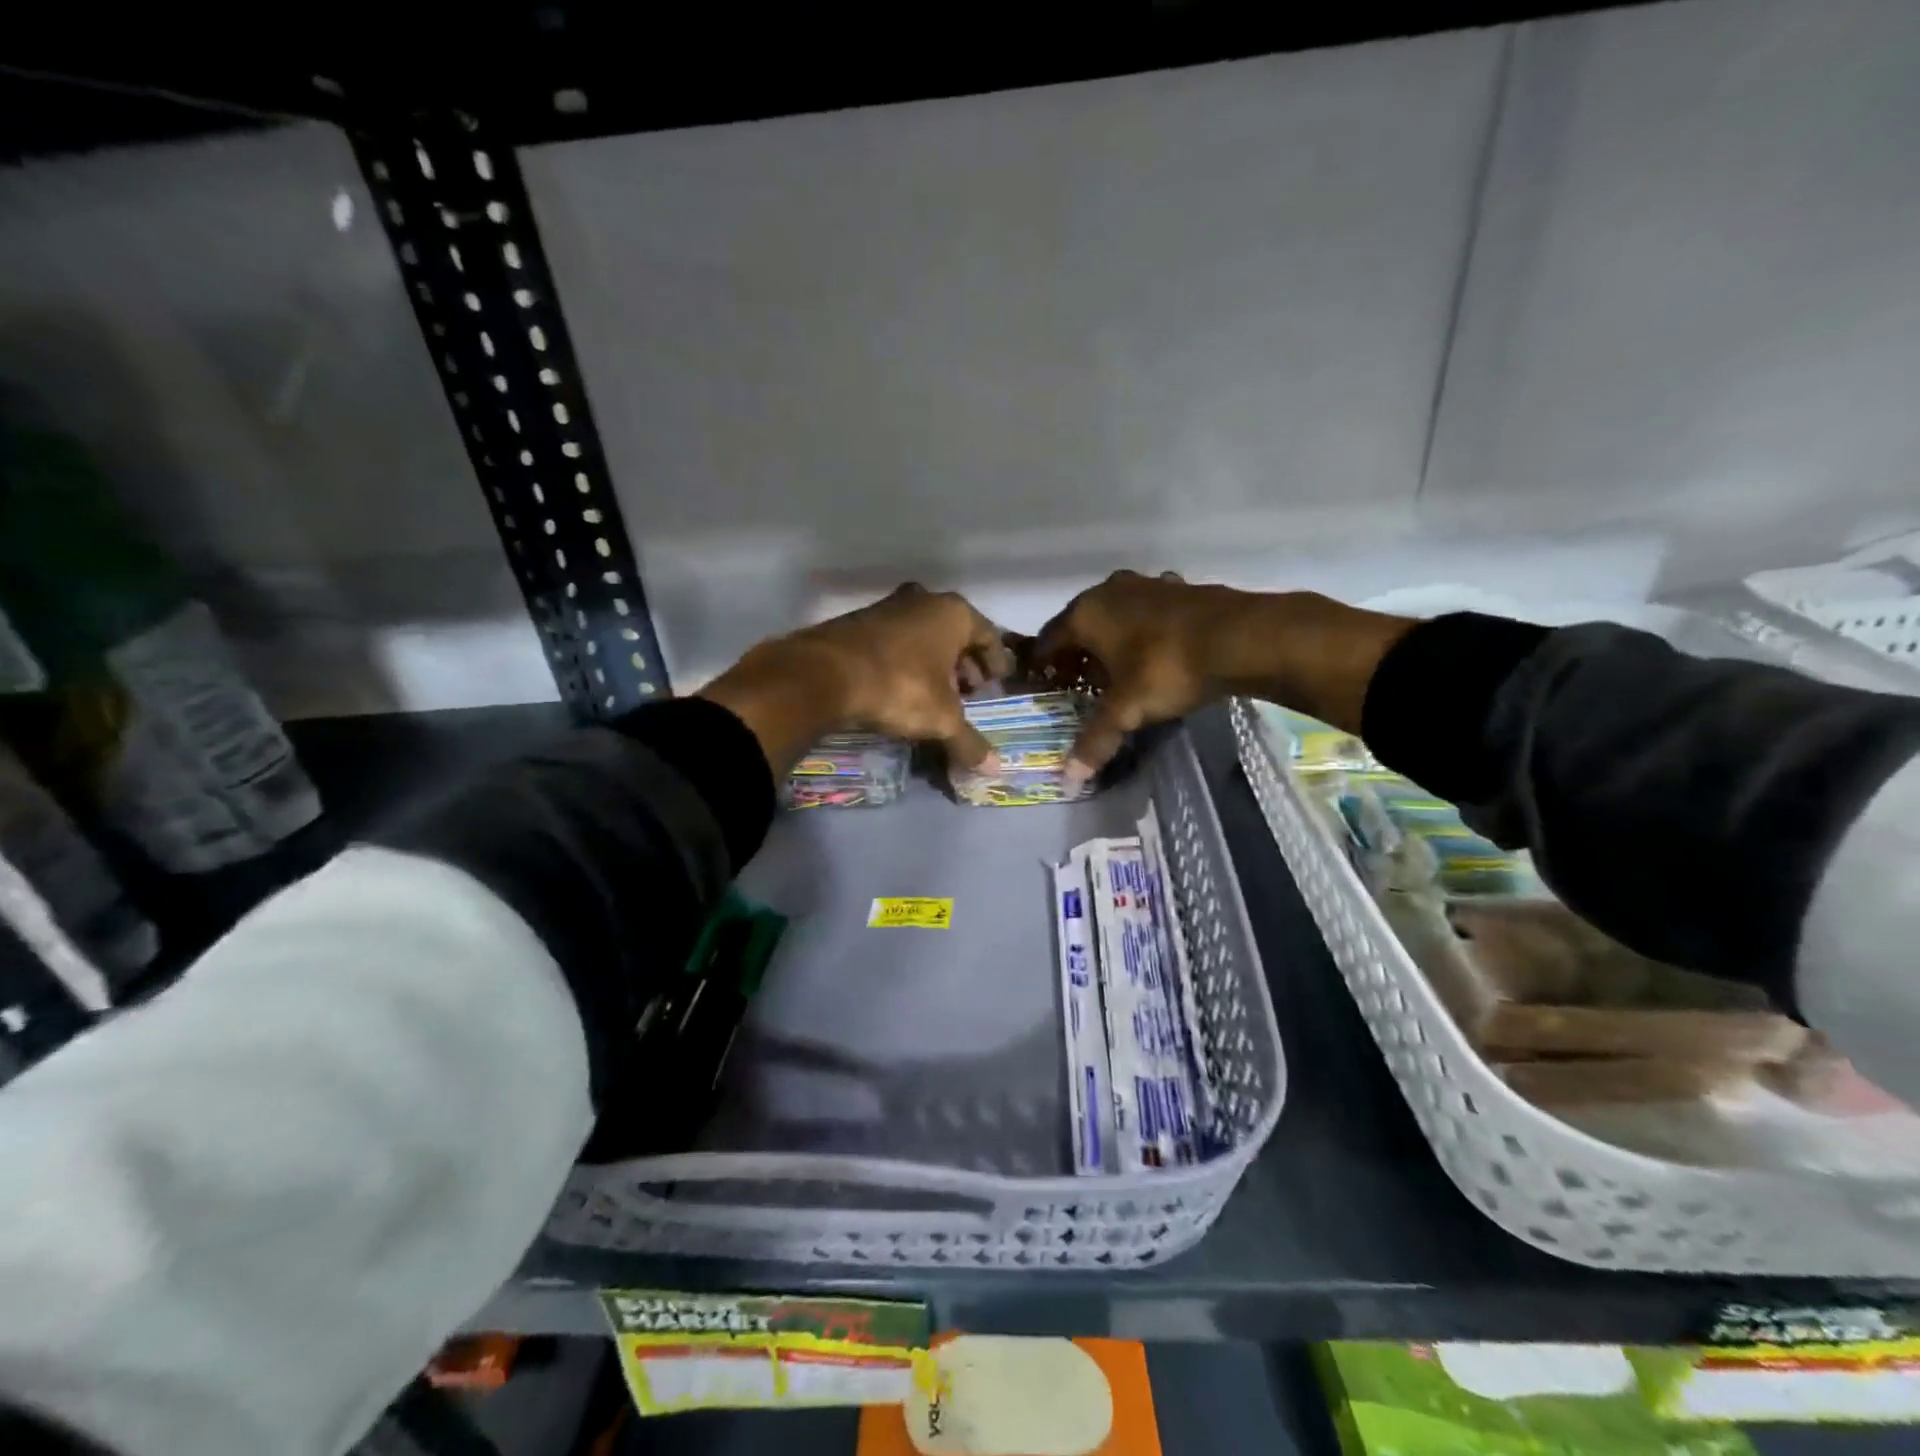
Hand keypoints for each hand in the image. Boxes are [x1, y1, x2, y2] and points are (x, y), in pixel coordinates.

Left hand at [700, 584, 1014, 774]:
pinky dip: (906, 660)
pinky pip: (895, 640)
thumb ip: (969, 742)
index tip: (997, 683)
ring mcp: (887, 607)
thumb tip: (994, 770)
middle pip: (955, 633)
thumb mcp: (941, 719)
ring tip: (936, 693)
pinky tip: (901, 687)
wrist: (823, 675)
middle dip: (964, 663)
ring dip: (933, 662)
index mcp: (953, 612)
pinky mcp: (857, 621)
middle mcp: (923, 600)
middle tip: (969, 691)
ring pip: (923, 635)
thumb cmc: (899, 687)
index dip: (996, 662)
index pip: (988, 635)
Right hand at [1034, 571, 1415, 782]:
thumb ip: (1095, 741)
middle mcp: (1109, 591)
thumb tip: (1069, 779)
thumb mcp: (1127, 710)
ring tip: (1115, 671)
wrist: (1241, 637)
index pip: (1049, 640)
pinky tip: (1154, 651)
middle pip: (1080, 625)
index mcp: (1085, 613)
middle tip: (1078, 685)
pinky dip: (1142, 630)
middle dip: (1077, 654)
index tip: (1041, 686)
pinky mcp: (1178, 588)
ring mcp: (1146, 585)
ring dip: (1110, 640)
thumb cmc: (1167, 669)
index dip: (1042, 665)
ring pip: (1115, 615)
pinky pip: (1146, 611)